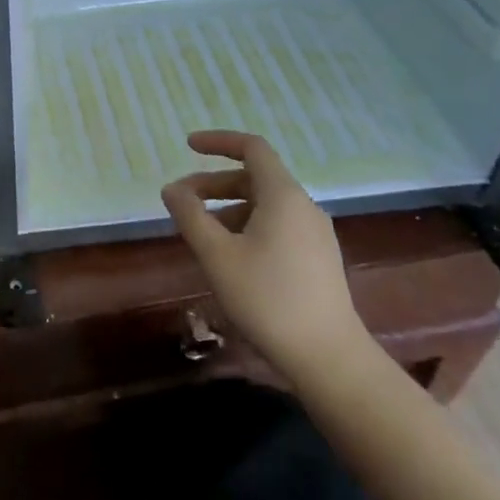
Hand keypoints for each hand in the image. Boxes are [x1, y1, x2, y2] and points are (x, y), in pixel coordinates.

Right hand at [162, 131, 366, 382]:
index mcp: (283, 196)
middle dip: (214, 183)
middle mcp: (304, 206)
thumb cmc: (267, 298)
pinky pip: (278, 226)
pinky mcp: (319, 259)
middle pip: (255, 177)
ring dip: (229, 208)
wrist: (328, 357)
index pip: (252, 148)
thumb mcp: (217, 255)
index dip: (218, 141)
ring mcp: (316, 234)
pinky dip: (248, 226)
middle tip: (181, 201)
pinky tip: (231, 256)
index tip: (188, 146)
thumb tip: (171, 189)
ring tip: (201, 235)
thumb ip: (190, 215)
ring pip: (265, 205)